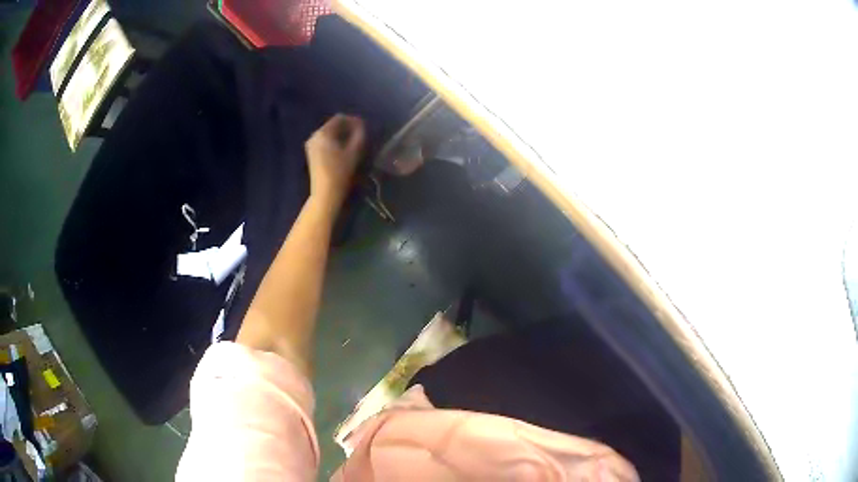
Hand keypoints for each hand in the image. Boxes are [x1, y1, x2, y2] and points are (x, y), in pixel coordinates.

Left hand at [305, 114, 365, 206]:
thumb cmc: (340, 172)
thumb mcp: (354, 152)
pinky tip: (343, 149)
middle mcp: (314, 135)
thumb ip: (359, 134)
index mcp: (323, 133)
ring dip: (341, 134)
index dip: (353, 120)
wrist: (325, 193)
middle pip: (333, 124)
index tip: (364, 126)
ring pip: (329, 133)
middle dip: (347, 127)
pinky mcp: (311, 153)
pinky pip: (324, 140)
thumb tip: (361, 125)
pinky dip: (334, 141)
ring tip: (353, 141)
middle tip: (360, 133)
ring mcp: (311, 144)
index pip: (340, 118)